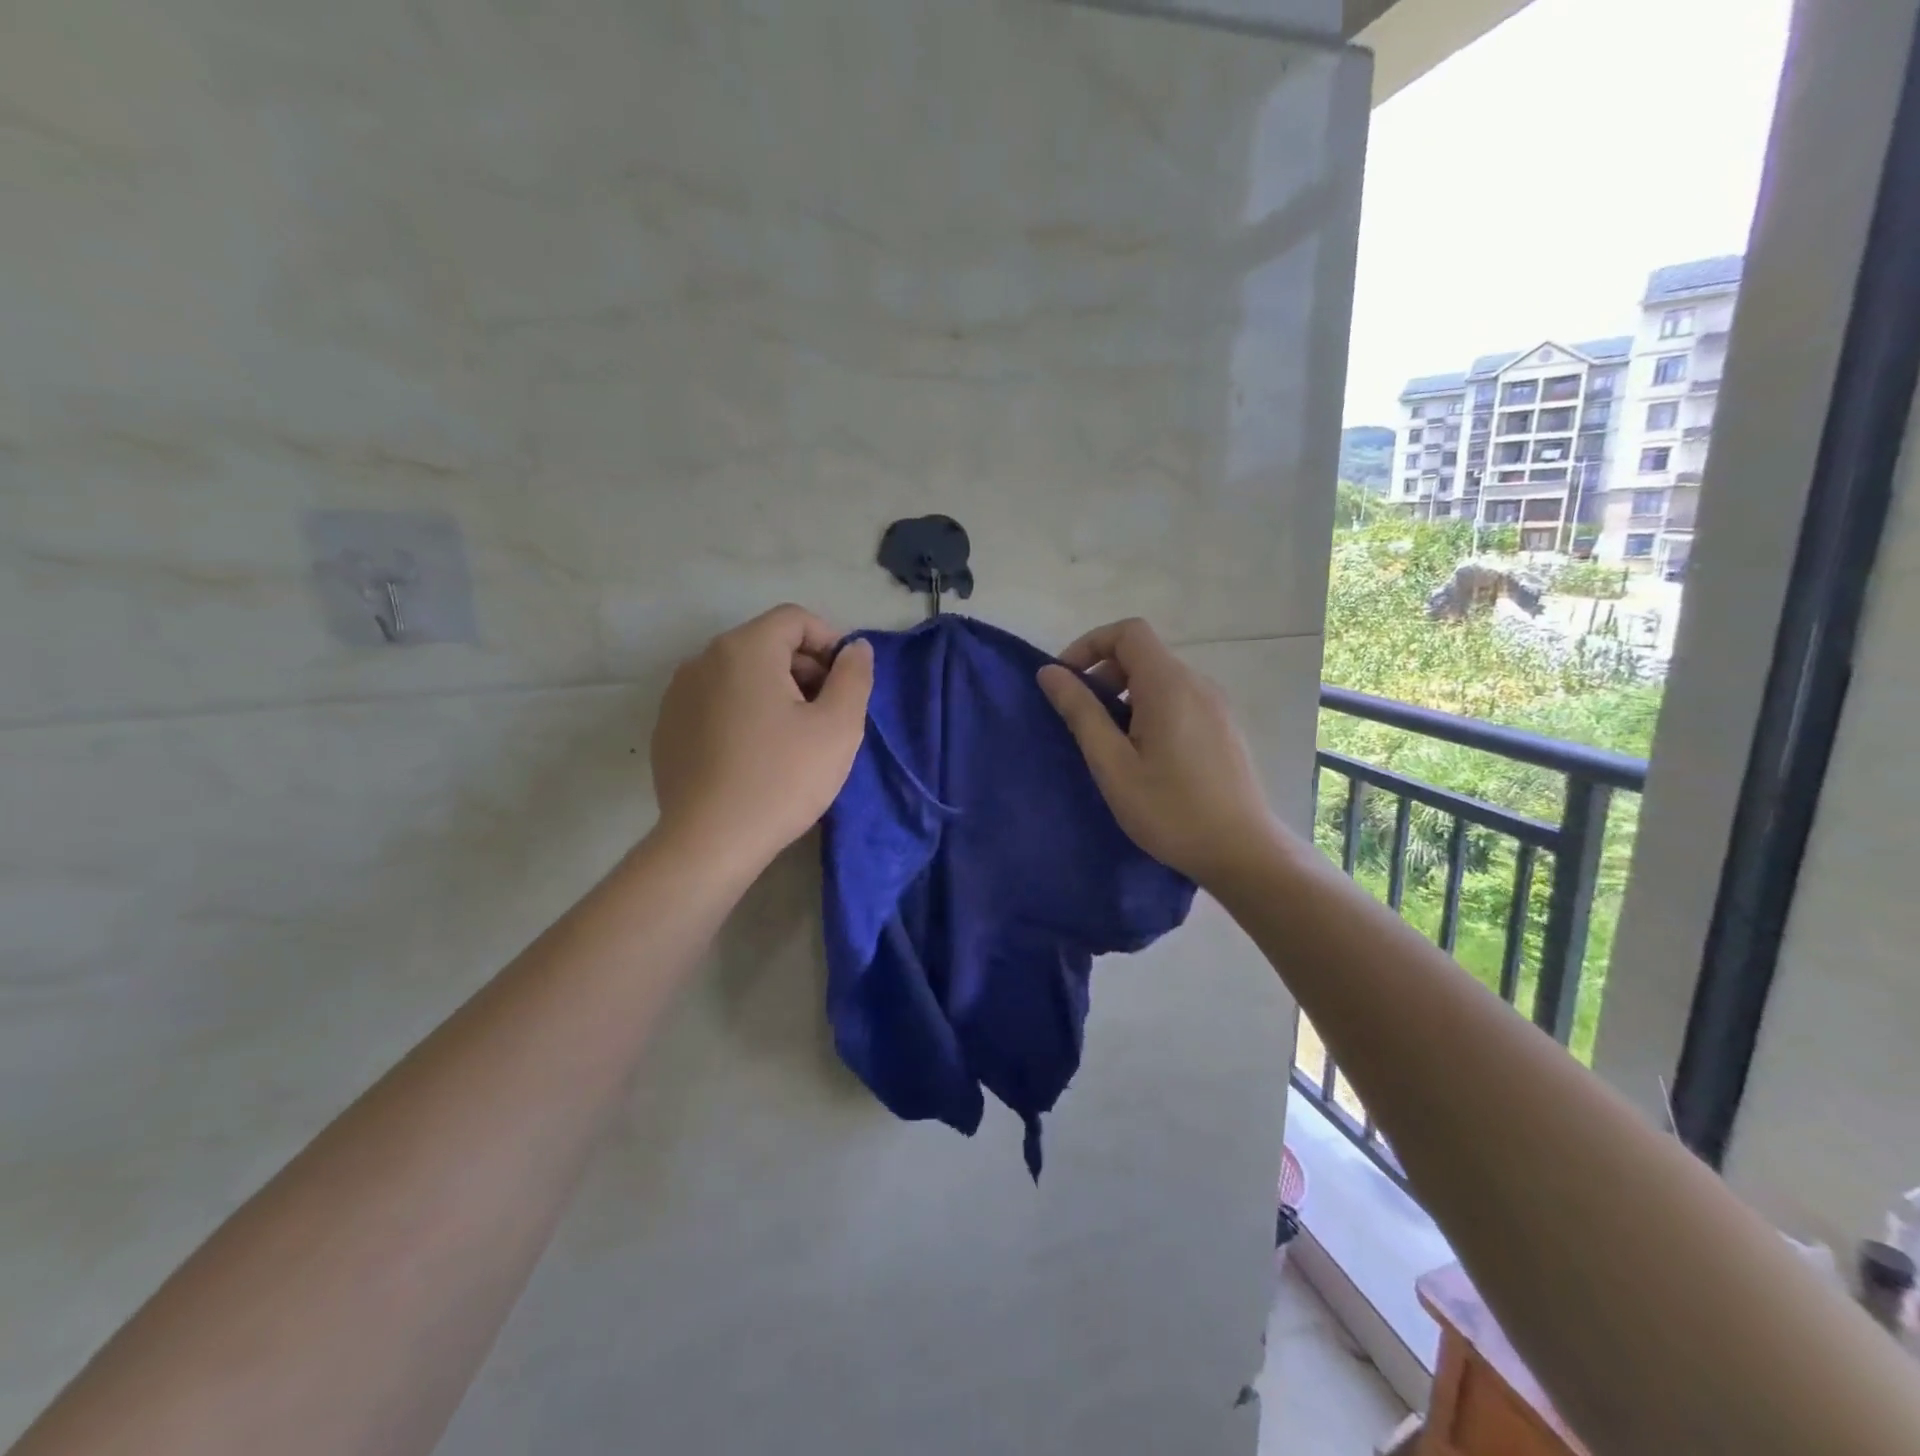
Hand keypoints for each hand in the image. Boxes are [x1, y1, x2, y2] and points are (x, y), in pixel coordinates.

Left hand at [650, 605, 873, 875]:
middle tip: (826, 713)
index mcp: (745, 649)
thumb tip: (856, 648)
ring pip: (739, 674)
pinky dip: (742, 711)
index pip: (795, 619)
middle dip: (803, 668)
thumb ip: (854, 676)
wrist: (710, 842)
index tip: (846, 683)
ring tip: (793, 736)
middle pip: (766, 643)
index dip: (830, 642)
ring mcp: (678, 693)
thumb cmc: (783, 779)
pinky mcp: (667, 726)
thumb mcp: (839, 727)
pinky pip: (715, 701)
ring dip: (773, 690)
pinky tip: (754, 754)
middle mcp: (703, 659)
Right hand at [1038, 618, 1273, 886]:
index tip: (1067, 681)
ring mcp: (1216, 705)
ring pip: (1161, 678)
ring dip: (1125, 694)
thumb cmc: (1169, 810)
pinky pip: (1180, 699)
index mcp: (1168, 685)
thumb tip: (1050, 672)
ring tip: (1109, 742)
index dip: (1090, 645)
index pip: (1128, 632)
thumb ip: (1081, 712)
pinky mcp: (1224, 727)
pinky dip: (1150, 708)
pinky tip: (1144, 755)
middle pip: (1144, 653)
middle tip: (1081, 718)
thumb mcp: (1112, 764)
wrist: (1242, 852)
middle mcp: (1197, 683)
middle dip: (1104, 673)